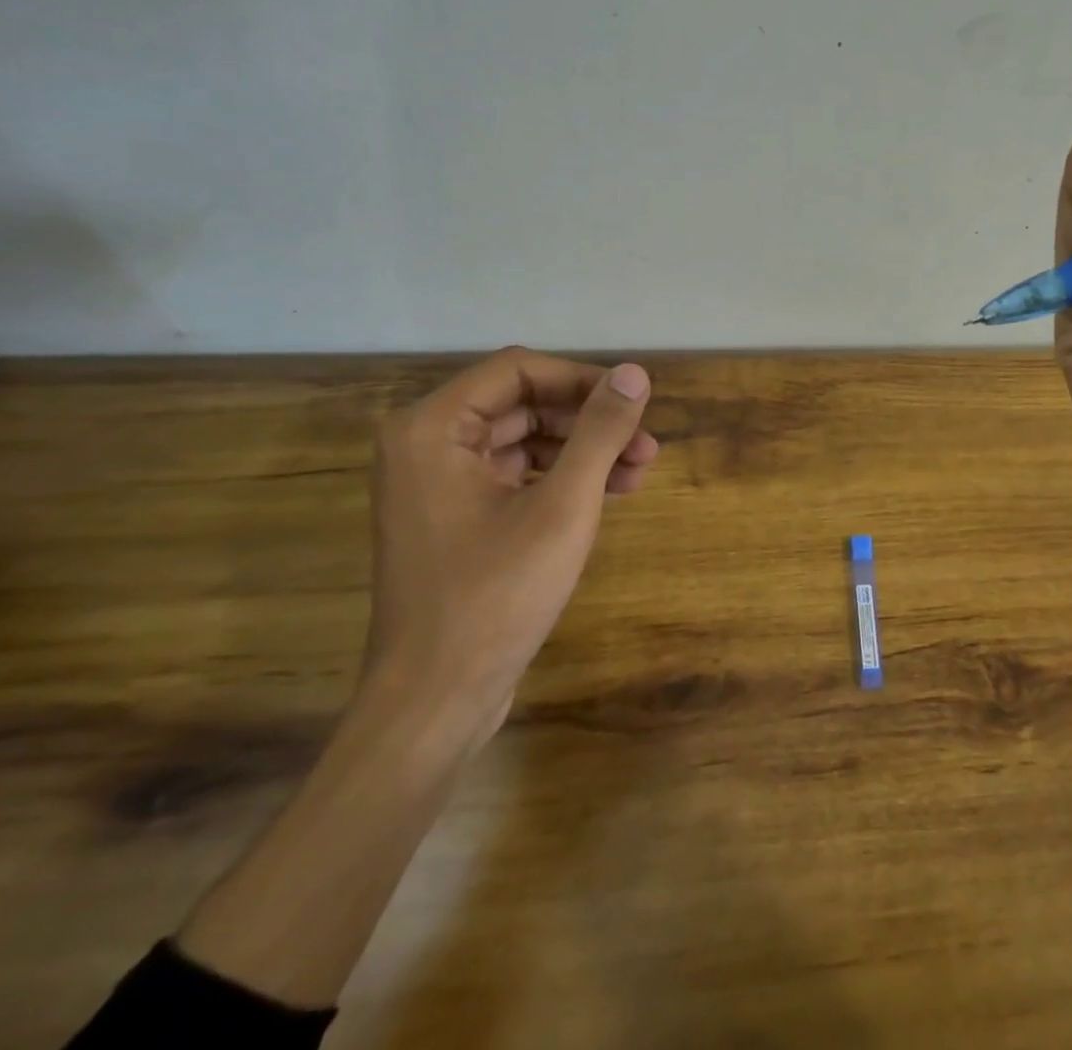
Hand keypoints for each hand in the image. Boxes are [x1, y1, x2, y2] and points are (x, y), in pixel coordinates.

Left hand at [363, 348, 658, 735]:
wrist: (435, 701)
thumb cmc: (495, 595)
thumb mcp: (563, 505)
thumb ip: (600, 431)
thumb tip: (635, 373)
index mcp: (432, 428)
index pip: (519, 370)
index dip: (583, 380)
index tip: (634, 405)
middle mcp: (424, 445)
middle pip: (523, 403)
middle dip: (588, 422)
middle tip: (646, 448)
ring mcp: (435, 484)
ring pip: (523, 440)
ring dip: (582, 451)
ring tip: (638, 474)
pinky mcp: (452, 518)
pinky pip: (513, 475)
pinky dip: (560, 479)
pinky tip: (607, 494)